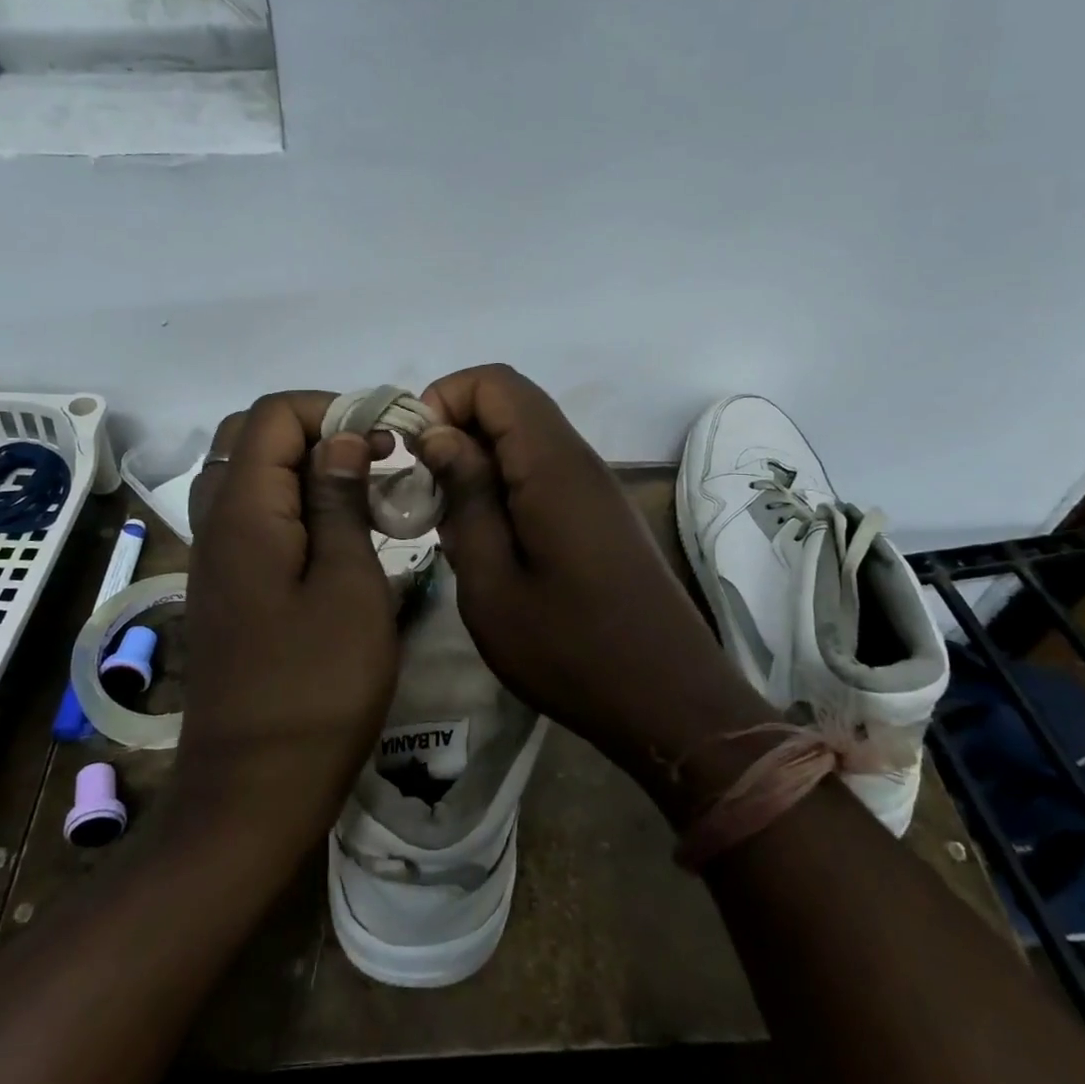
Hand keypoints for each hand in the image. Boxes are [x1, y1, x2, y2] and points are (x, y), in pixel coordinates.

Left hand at [171, 392, 398, 869]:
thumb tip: (341, 440)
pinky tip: (335, 538)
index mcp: (245, 514)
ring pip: (249, 477)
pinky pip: (252, 518)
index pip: (272, 415)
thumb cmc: (317, 688)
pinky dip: (292, 504)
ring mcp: (214, 559)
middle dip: (317, 432)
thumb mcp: (350, 587)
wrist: (254, 790)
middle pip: (252, 439)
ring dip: (304, 468)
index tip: (384, 440)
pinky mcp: (225, 589)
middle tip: (373, 461)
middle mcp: (215, 524)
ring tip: (360, 494)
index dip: (331, 409)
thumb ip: (339, 503)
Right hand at [417, 366, 765, 800]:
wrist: (668, 701)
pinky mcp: (600, 514)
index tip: (416, 454)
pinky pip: (544, 471)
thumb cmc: (570, 650)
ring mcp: (595, 487)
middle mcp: (579, 460)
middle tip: (424, 490)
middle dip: (456, 430)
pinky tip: (489, 540)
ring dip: (479, 461)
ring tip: (449, 519)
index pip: (495, 382)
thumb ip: (465, 498)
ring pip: (526, 438)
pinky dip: (505, 485)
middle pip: (511, 404)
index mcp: (553, 465)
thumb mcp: (492, 583)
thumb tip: (440, 436)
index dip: (445, 398)